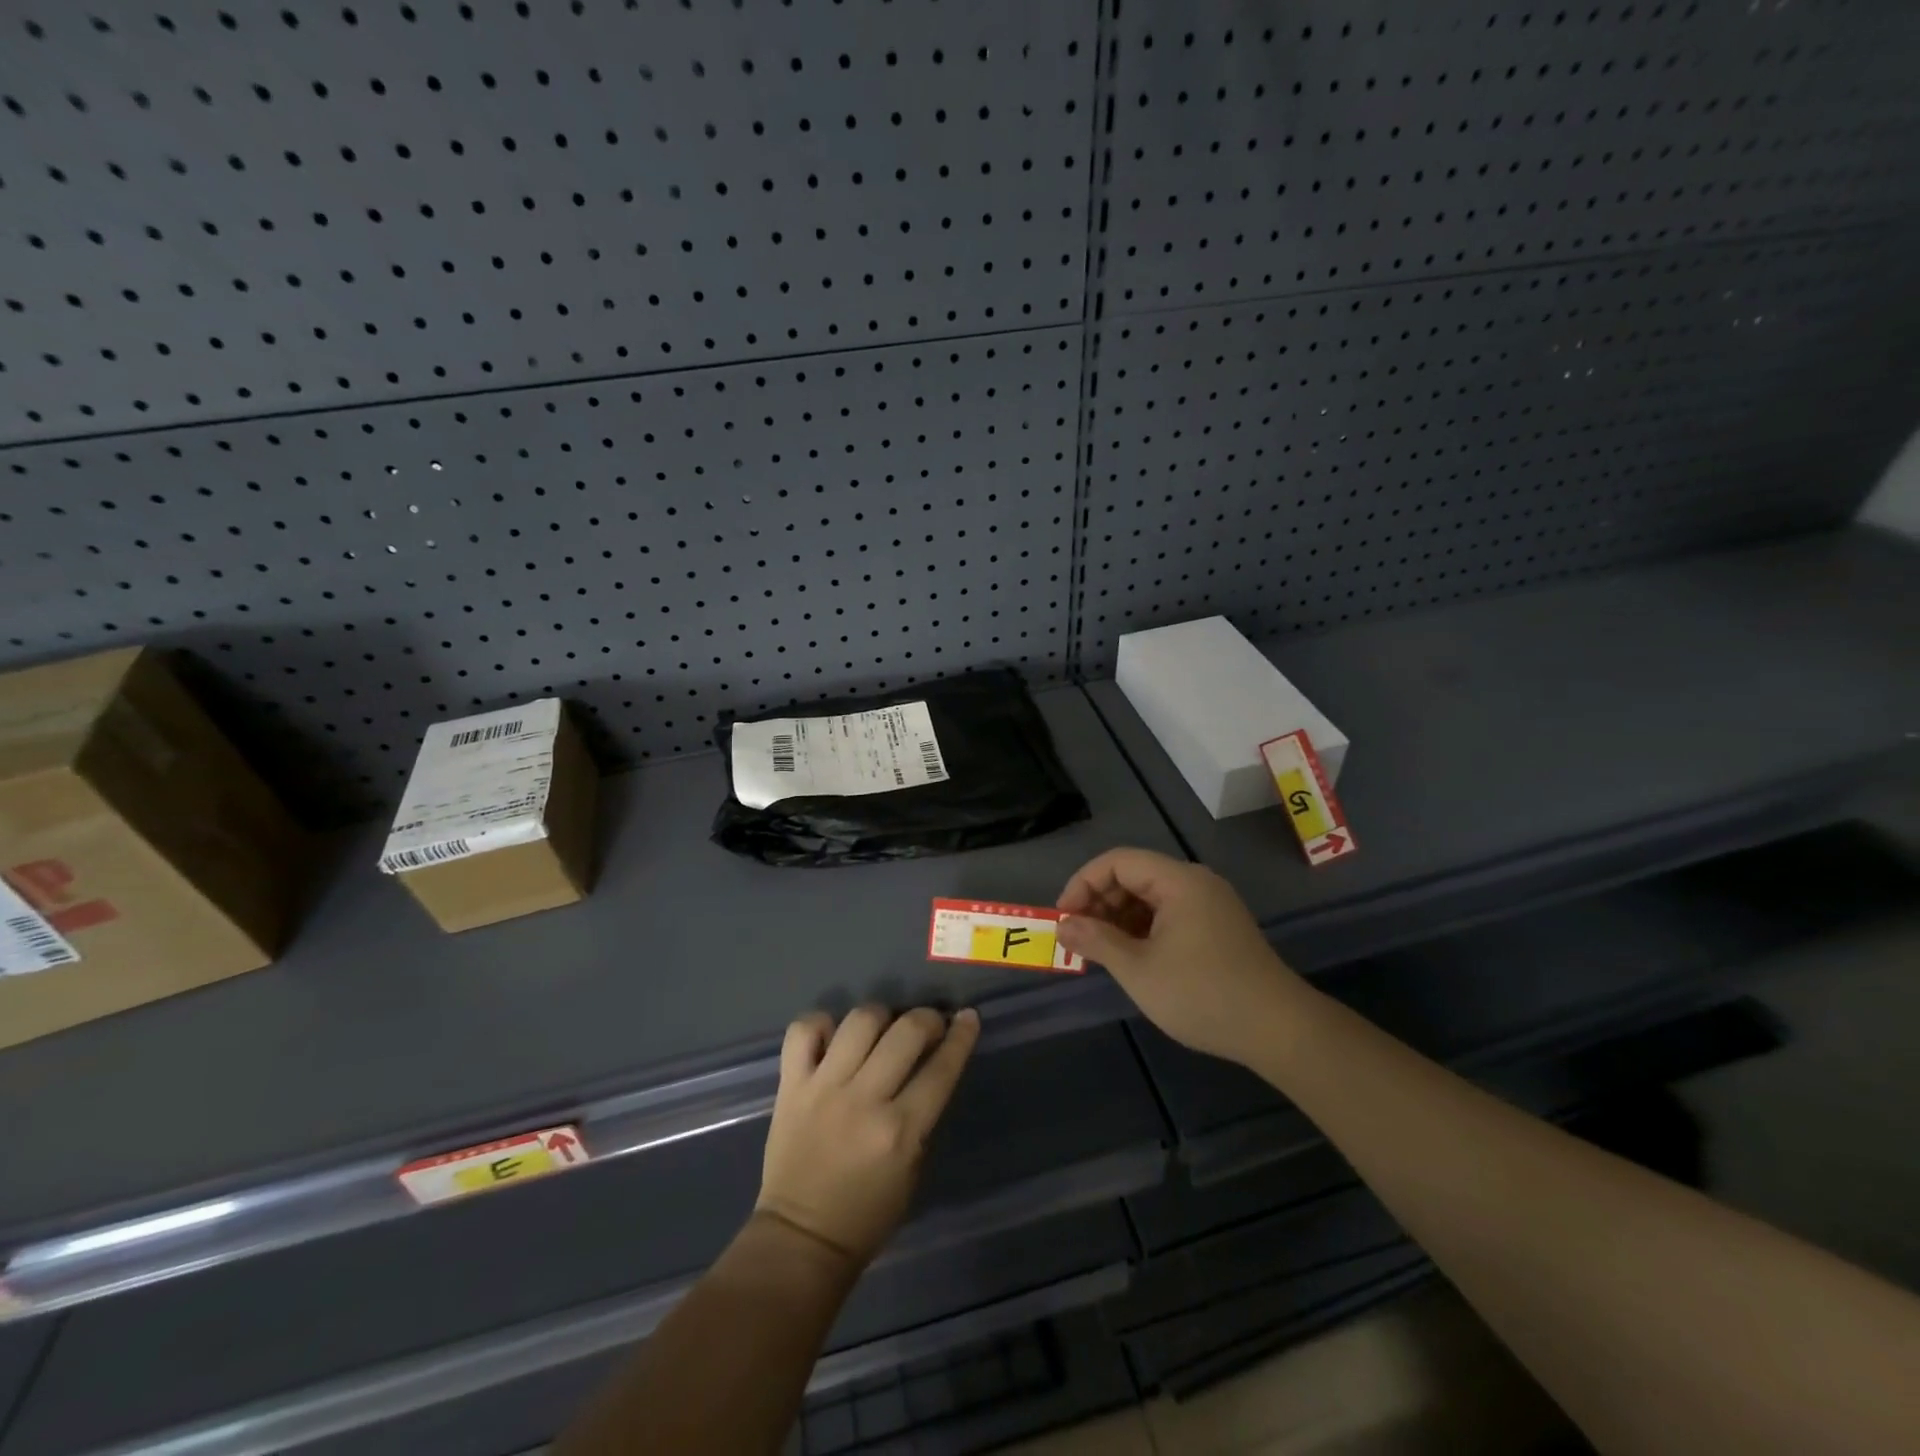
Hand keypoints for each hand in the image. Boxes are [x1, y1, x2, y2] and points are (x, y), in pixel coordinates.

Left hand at [756, 1005, 980, 1273]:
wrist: (800, 1240)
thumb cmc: (867, 1214)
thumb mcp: (913, 1169)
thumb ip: (922, 1114)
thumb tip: (931, 1063)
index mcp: (900, 1131)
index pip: (941, 1068)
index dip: (961, 1036)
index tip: (967, 1017)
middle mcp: (863, 1100)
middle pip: (905, 1031)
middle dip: (926, 1019)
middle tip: (928, 1026)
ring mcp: (823, 1088)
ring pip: (859, 1020)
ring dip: (879, 1017)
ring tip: (881, 1029)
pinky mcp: (790, 1086)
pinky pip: (804, 1030)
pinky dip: (822, 1024)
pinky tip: (833, 1037)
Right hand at [1056, 847, 1307, 1067]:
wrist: (1278, 1030)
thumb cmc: (1202, 994)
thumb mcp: (1139, 969)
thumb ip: (1096, 941)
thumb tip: (1063, 926)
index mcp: (1178, 881)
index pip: (1117, 861)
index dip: (1083, 884)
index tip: (1064, 919)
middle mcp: (1195, 883)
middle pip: (1134, 875)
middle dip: (1100, 902)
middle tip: (1079, 938)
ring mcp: (1210, 905)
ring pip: (1150, 897)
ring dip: (1119, 918)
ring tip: (1101, 951)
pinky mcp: (1218, 928)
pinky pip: (1169, 915)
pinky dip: (1143, 930)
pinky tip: (1132, 958)